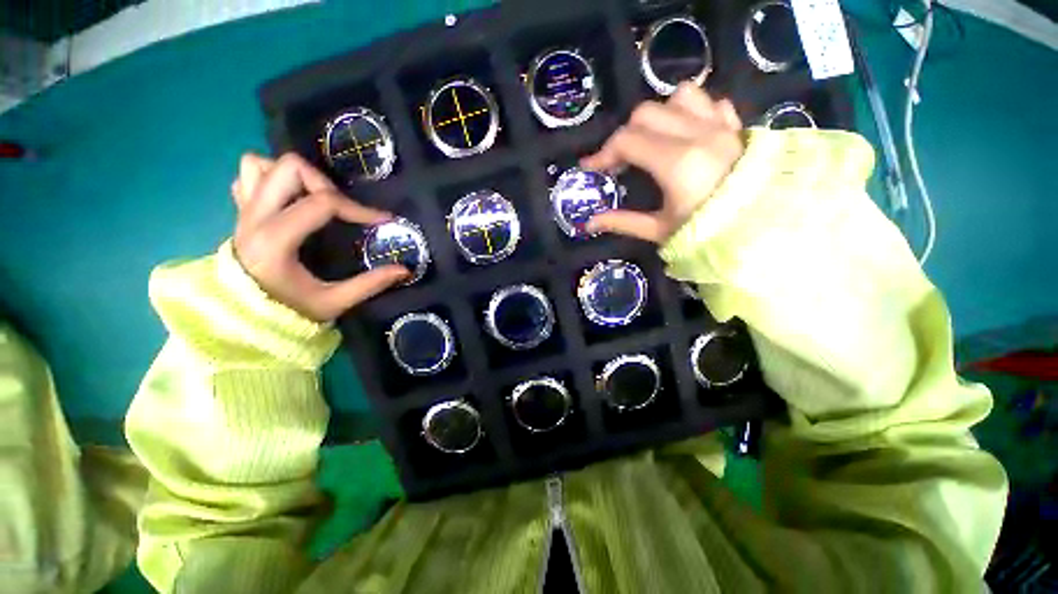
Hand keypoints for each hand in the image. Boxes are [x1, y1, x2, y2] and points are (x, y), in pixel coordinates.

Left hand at [231, 153, 408, 321]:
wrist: (241, 321)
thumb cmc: (288, 313)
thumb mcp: (334, 302)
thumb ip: (370, 284)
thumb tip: (405, 269)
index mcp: (275, 241)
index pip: (321, 203)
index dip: (359, 208)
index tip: (382, 220)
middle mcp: (253, 218)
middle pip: (289, 168)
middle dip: (326, 183)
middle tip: (342, 208)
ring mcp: (241, 212)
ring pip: (260, 164)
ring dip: (294, 176)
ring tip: (314, 198)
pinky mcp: (239, 213)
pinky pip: (247, 175)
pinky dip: (270, 178)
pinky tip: (290, 200)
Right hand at [581, 83, 744, 242]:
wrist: (761, 232)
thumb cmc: (706, 234)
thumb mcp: (659, 230)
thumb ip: (622, 222)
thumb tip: (590, 224)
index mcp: (677, 163)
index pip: (627, 141)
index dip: (603, 153)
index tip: (592, 168)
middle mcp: (699, 134)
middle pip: (646, 113)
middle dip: (625, 135)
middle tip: (621, 160)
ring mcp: (722, 126)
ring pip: (680, 96)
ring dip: (659, 115)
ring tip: (654, 140)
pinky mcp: (737, 126)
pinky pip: (711, 102)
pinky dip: (692, 111)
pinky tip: (686, 133)